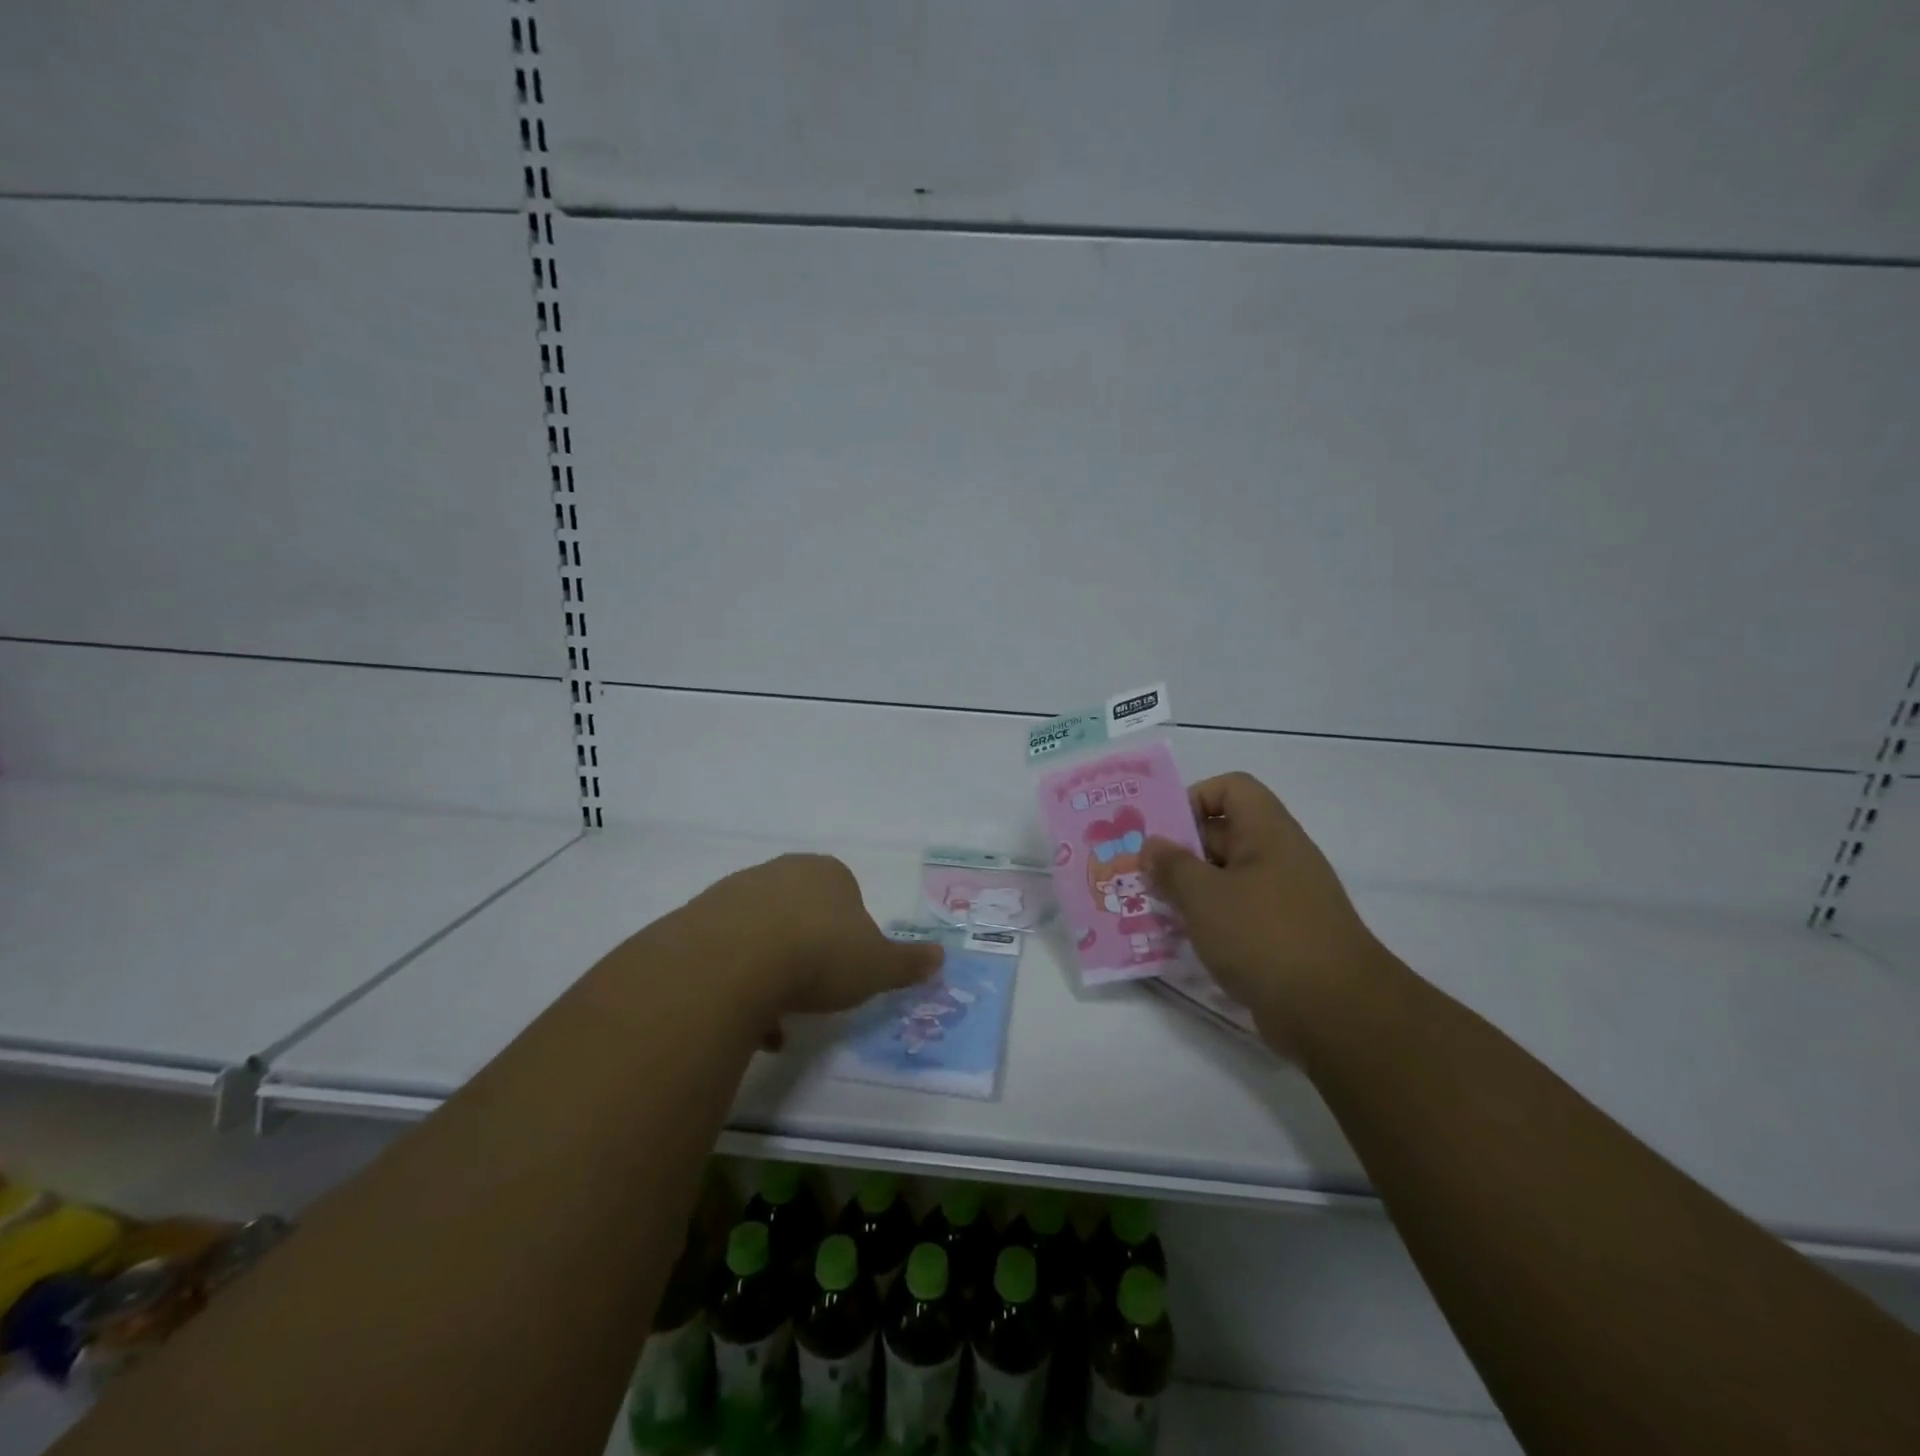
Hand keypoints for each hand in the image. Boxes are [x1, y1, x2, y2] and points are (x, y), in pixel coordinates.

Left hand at [679, 854, 943, 1035]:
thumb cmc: (821, 954)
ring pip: (763, 935)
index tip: (847, 970)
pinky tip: (744, 1019)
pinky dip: (738, 983)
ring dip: (772, 973)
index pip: (846, 896)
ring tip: (775, 1019)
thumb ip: (909, 962)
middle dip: (808, 953)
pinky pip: (727, 952)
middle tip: (813, 994)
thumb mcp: (877, 966)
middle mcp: (782, 872)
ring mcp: (736, 892)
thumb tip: (941, 957)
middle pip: (801, 914)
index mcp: (828, 873)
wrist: (735, 960)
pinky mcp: (699, 918)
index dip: (850, 935)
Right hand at [1143, 772, 1392, 1056]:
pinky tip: (1180, 939)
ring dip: (1189, 890)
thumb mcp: (1205, 896)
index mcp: (1267, 832)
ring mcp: (1283, 899)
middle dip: (1179, 851)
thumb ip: (1172, 866)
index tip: (1163, 830)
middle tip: (1139, 872)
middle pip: (1223, 835)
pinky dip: (1208, 921)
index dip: (1195, 798)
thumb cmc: (1264, 936)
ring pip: (1226, 879)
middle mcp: (1278, 857)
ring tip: (1150, 906)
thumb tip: (1152, 846)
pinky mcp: (1282, 937)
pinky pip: (1237, 914)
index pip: (1232, 789)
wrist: (1335, 1013)